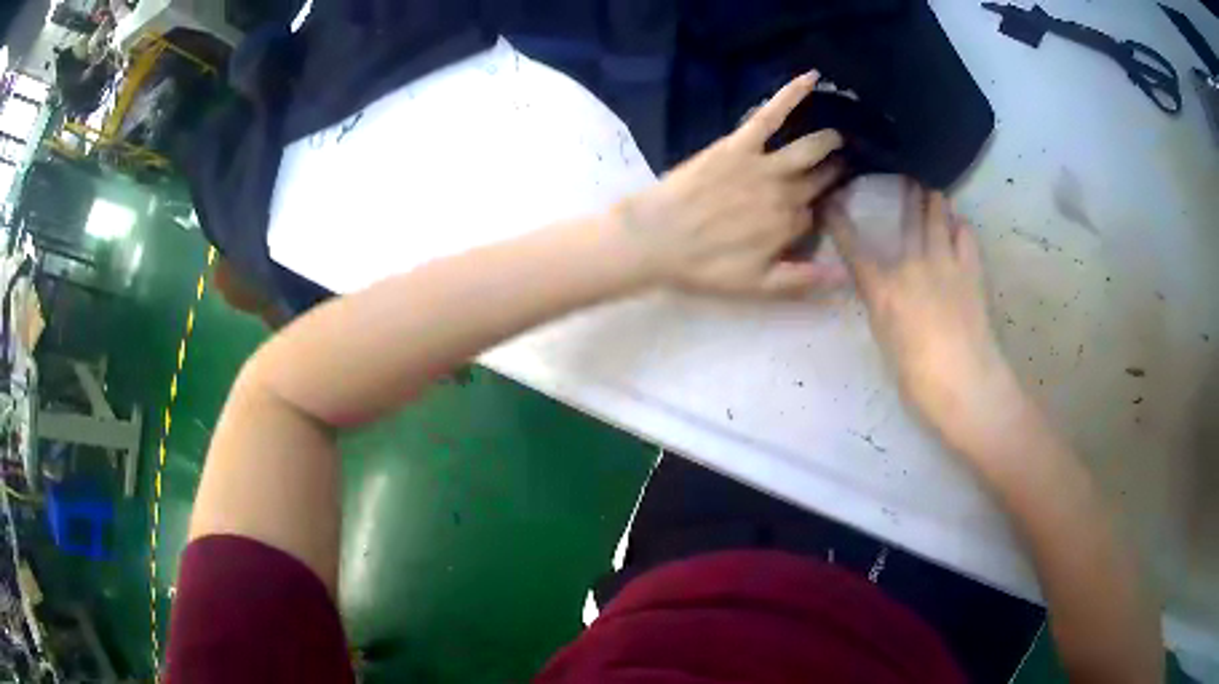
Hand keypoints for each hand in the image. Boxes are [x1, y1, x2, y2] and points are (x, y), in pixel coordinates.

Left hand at [617, 72, 847, 295]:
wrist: (654, 238)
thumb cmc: (702, 265)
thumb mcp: (756, 286)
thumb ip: (801, 280)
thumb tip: (843, 274)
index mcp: (788, 226)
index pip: (813, 214)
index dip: (813, 213)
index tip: (814, 209)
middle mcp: (783, 193)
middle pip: (816, 180)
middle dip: (832, 174)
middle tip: (842, 166)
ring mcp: (763, 165)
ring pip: (807, 148)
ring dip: (827, 141)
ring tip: (839, 137)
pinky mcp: (739, 144)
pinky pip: (770, 115)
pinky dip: (791, 94)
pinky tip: (811, 78)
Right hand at [827, 179, 1019, 447]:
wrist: (964, 383)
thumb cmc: (918, 378)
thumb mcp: (888, 342)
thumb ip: (884, 308)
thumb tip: (886, 291)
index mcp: (883, 290)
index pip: (853, 248)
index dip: (840, 222)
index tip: (830, 202)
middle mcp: (911, 266)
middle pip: (907, 219)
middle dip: (904, 194)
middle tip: (904, 176)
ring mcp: (944, 264)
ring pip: (938, 218)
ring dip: (934, 201)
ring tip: (932, 191)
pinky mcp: (971, 271)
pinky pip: (965, 236)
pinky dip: (960, 227)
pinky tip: (959, 225)